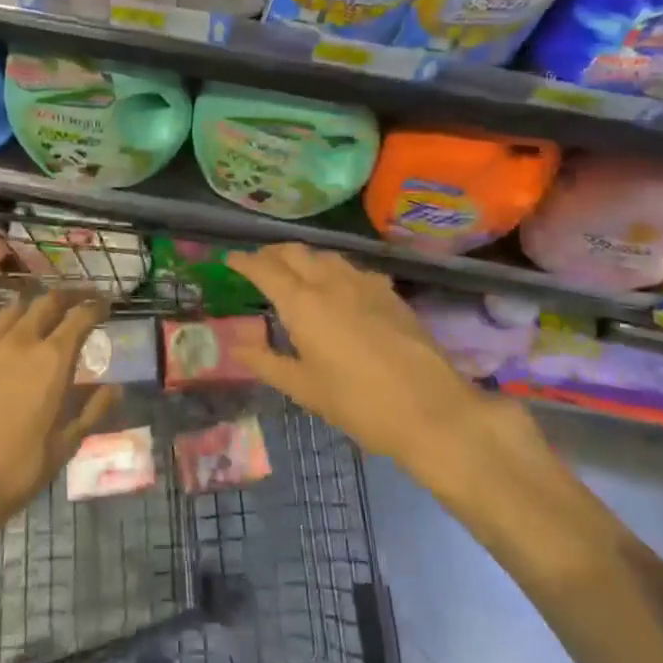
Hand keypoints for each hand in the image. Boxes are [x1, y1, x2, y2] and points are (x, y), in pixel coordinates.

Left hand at [0, 290, 118, 524]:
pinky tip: (4, 336)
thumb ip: (93, 411)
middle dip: (67, 296)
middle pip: (47, 302)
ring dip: (34, 306)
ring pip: (15, 308)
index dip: (95, 307)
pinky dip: (3, 323)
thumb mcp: (65, 446)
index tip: (104, 305)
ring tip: (41, 314)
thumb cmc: (16, 468)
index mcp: (52, 360)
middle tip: (78, 300)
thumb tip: (117, 388)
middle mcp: (21, 341)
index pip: (79, 317)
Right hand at [227, 245, 548, 485]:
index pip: (264, 268)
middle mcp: (331, 282)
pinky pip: (353, 269)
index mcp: (303, 303)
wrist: (432, 410)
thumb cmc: (359, 404)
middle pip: (294, 252)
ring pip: (325, 255)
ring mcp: (364, 283)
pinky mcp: (389, 292)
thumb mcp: (305, 389)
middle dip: (271, 253)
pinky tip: (339, 290)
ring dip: (303, 258)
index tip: (230, 259)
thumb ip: (266, 362)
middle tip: (258, 266)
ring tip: (295, 273)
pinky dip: (334, 270)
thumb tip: (235, 345)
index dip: (244, 261)